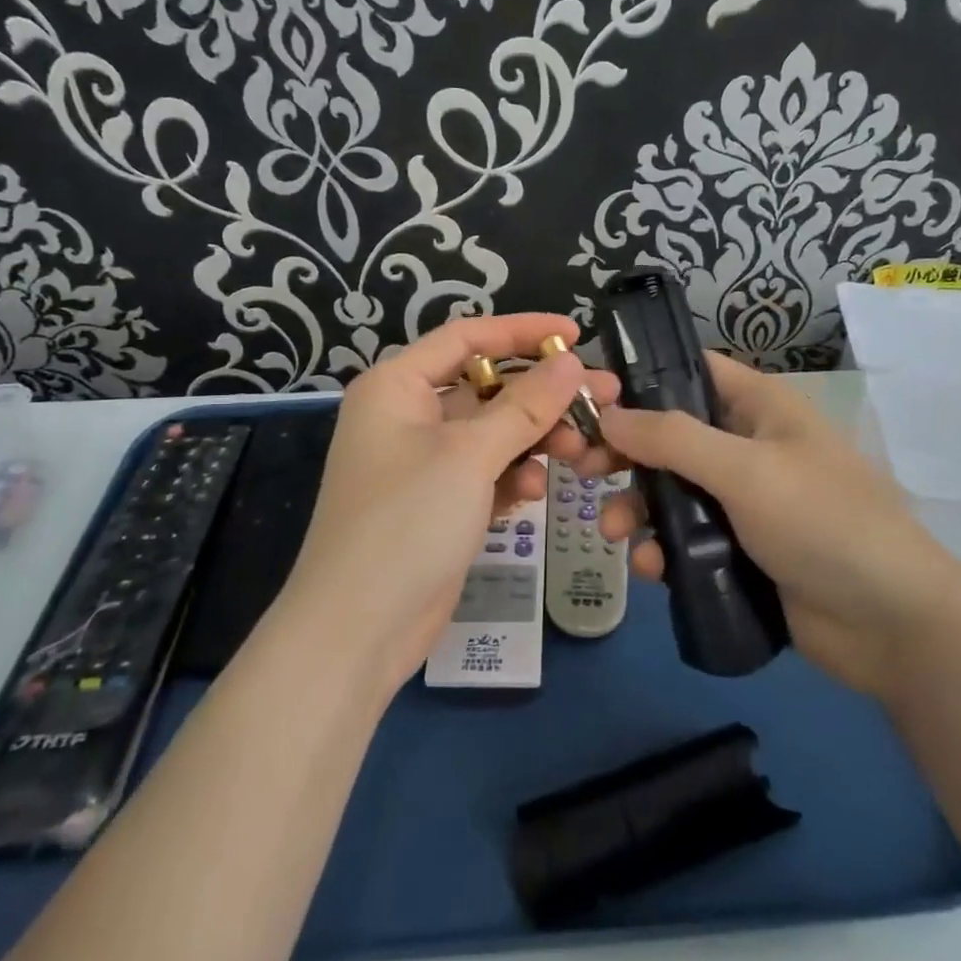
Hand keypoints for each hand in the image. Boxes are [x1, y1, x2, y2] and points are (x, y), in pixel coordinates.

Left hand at [276, 314, 621, 696]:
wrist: (358, 630)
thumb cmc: (406, 521)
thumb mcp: (469, 454)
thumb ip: (525, 405)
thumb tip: (572, 362)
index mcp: (397, 386)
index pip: (467, 337)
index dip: (523, 330)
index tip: (576, 334)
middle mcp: (407, 416)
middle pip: (486, 387)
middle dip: (542, 394)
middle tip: (602, 397)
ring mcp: (423, 462)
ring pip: (492, 432)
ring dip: (534, 438)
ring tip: (580, 449)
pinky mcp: (439, 503)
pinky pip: (485, 472)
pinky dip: (512, 476)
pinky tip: (534, 493)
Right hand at [586, 353, 960, 698]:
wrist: (892, 624)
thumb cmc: (823, 522)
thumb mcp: (745, 470)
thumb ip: (671, 438)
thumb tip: (607, 414)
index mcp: (758, 407)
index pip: (691, 370)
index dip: (640, 378)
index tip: (590, 399)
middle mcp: (747, 446)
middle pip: (669, 435)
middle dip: (625, 454)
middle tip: (581, 470)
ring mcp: (743, 501)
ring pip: (671, 490)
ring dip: (636, 507)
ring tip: (613, 533)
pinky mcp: (739, 550)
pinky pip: (686, 538)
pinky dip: (662, 549)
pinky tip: (650, 569)